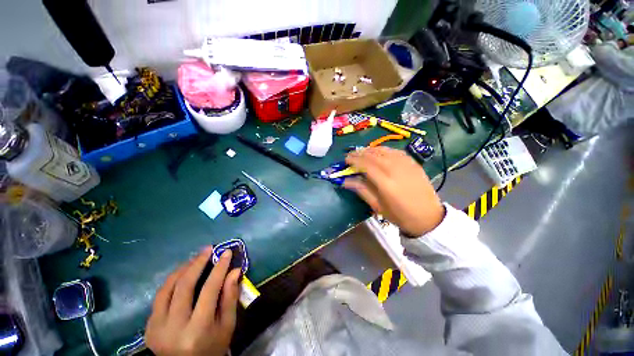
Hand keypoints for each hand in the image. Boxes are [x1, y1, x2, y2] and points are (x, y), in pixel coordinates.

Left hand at [145, 248, 240, 355]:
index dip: (219, 269)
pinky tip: (182, 273)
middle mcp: (173, 328)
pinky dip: (172, 281)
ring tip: (196, 258)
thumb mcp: (227, 326)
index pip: (209, 291)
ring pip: (167, 288)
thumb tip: (234, 271)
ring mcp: (156, 328)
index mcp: (198, 330)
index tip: (226, 252)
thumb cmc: (212, 348)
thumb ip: (230, 297)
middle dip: (197, 263)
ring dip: (182, 269)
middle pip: (184, 286)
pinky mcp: (148, 327)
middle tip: (208, 249)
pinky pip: (160, 297)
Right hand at [345, 147, 444, 235]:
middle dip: (359, 153)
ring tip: (361, 153)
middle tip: (351, 155)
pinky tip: (378, 153)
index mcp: (385, 182)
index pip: (365, 164)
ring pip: (383, 150)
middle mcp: (395, 169)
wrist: (428, 216)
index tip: (345, 160)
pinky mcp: (412, 162)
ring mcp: (406, 164)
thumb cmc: (400, 214)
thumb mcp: (377, 206)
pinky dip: (383, 149)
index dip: (353, 160)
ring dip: (370, 150)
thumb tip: (345, 181)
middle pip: (373, 155)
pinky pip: (394, 151)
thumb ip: (361, 190)